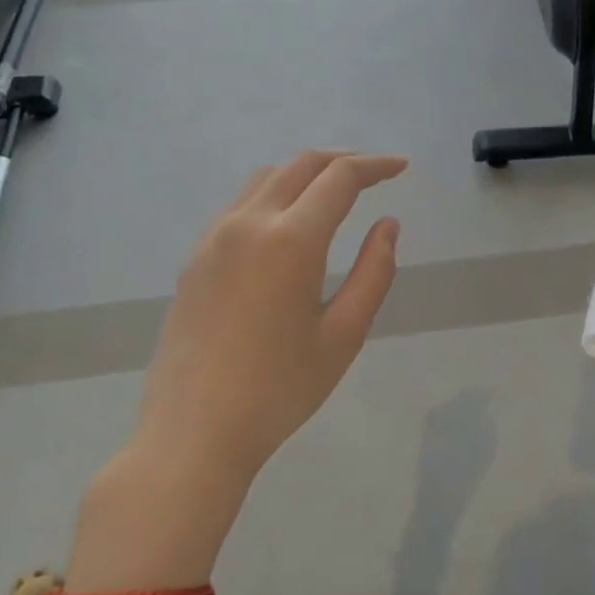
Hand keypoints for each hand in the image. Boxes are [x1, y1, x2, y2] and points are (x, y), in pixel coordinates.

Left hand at [134, 150, 407, 479]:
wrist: (193, 433)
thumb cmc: (280, 389)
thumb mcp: (344, 334)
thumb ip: (374, 272)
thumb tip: (387, 225)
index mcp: (291, 239)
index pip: (340, 178)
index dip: (376, 166)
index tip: (402, 167)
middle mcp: (248, 223)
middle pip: (301, 165)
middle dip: (343, 161)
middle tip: (375, 174)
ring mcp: (214, 238)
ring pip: (266, 179)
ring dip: (306, 174)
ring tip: (335, 194)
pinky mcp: (194, 258)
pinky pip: (240, 205)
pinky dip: (275, 196)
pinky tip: (289, 226)